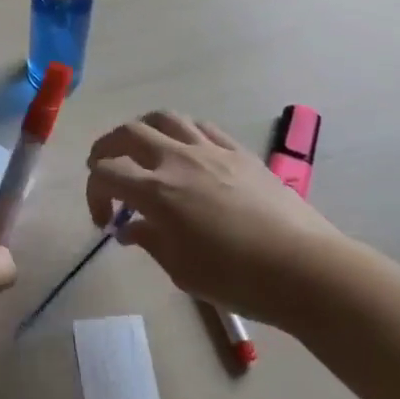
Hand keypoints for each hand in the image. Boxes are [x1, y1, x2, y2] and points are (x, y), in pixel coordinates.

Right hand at [86, 111, 339, 325]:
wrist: (305, 270)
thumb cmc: (238, 279)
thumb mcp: (182, 270)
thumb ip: (150, 241)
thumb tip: (129, 229)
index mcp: (156, 191)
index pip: (106, 173)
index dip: (94, 193)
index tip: (104, 220)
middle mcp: (177, 160)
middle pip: (128, 133)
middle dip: (106, 148)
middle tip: (104, 168)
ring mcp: (210, 151)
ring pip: (164, 119)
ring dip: (142, 130)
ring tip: (140, 148)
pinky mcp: (239, 152)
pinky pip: (201, 127)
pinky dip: (181, 133)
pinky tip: (185, 151)